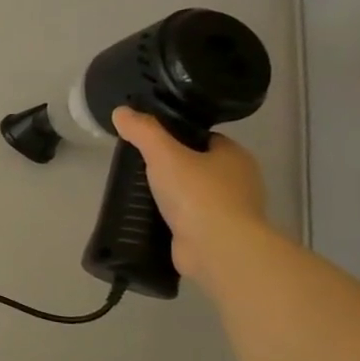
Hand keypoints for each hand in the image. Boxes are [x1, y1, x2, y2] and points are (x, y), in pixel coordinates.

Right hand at [112, 106, 270, 285]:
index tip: (151, 143)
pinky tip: (150, 218)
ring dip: (172, 195)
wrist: (217, 248)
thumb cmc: (197, 194)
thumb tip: (121, 111)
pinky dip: (173, 218)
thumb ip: (143, 131)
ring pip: (195, 194)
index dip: (178, 137)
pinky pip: (191, 219)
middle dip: (173, 168)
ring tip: (140, 193)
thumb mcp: (164, 154)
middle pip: (199, 166)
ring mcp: (230, 211)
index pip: (205, 138)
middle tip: (140, 168)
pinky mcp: (217, 236)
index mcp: (235, 156)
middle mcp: (239, 181)